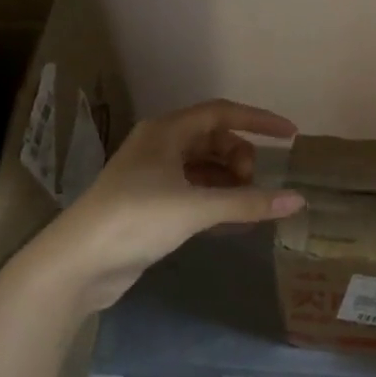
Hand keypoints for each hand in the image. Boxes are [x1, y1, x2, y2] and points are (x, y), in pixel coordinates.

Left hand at [26, 99, 305, 310]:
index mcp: (167, 132)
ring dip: (229, 181)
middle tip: (252, 186)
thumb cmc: (135, 219)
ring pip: (205, 167)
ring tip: (247, 205)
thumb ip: (248, 202)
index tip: (290, 135)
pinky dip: (216, 200)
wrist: (77, 264)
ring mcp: (153, 176)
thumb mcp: (196, 208)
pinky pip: (195, 191)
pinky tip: (232, 221)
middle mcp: (160, 146)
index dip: (259, 121)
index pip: (223, 113)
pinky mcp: (150, 204)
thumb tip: (298, 200)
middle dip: (240, 158)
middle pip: (215, 140)